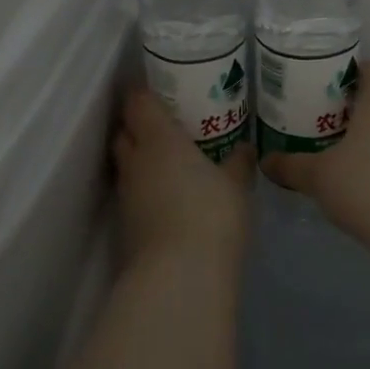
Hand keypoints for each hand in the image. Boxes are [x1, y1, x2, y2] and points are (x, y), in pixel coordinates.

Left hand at [113, 86, 254, 272]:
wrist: (179, 279)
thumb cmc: (210, 215)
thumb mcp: (236, 185)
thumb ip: (238, 162)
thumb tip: (245, 147)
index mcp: (159, 137)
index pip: (137, 102)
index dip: (143, 93)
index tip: (159, 89)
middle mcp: (135, 160)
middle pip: (124, 131)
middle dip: (138, 125)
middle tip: (166, 124)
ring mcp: (126, 196)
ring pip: (126, 164)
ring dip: (141, 159)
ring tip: (169, 161)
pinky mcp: (125, 227)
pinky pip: (132, 194)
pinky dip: (145, 190)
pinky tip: (168, 197)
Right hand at [260, 61, 369, 256]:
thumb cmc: (367, 187)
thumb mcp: (318, 177)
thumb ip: (290, 166)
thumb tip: (265, 161)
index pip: (369, 68)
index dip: (347, 72)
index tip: (324, 86)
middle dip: (354, 108)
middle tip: (324, 121)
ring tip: (344, 154)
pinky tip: (369, 185)